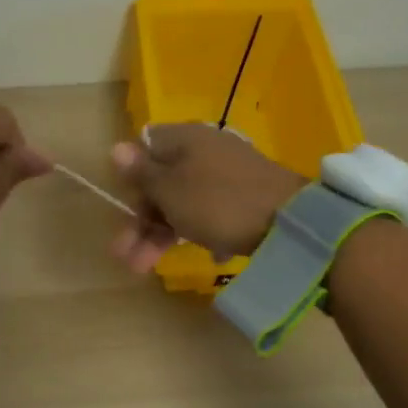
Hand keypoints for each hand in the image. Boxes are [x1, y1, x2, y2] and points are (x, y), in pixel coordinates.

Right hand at [109, 124, 305, 273]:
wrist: (291, 221)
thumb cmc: (218, 202)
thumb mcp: (169, 189)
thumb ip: (141, 172)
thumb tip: (116, 147)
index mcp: (183, 139)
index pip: (143, 150)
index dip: (130, 180)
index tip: (125, 209)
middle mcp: (203, 150)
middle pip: (160, 182)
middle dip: (139, 221)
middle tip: (125, 256)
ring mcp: (226, 173)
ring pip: (181, 202)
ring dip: (159, 235)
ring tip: (142, 268)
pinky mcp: (244, 197)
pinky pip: (208, 212)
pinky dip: (195, 231)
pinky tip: (202, 255)